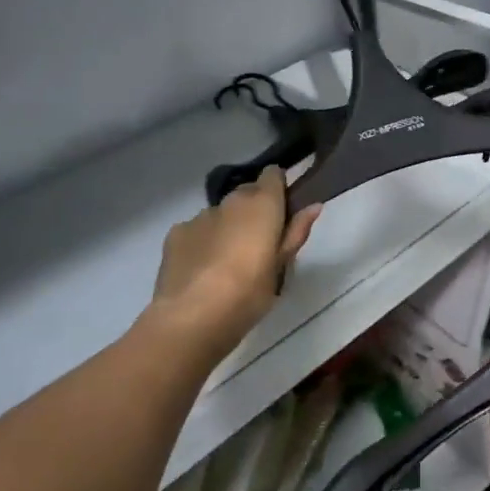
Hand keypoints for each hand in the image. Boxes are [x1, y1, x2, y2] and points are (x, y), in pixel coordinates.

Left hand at [151, 167, 320, 347]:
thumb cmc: (249, 292)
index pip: (272, 175)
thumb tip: (314, 206)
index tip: (282, 211)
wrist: (193, 315)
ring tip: (226, 262)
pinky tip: (202, 269)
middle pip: (246, 193)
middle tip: (258, 243)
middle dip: (253, 210)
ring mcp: (200, 216)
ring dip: (227, 227)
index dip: (278, 189)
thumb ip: (296, 231)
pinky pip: (196, 229)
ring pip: (220, 214)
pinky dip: (202, 241)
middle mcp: (230, 201)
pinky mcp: (176, 233)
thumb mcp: (281, 266)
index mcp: (262, 204)